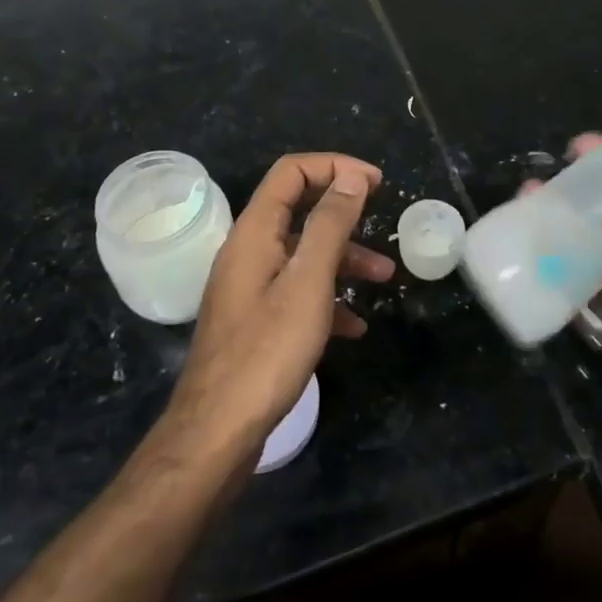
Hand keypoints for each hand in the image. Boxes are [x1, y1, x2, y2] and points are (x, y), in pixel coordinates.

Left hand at [159, 154, 394, 466]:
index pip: (292, 172)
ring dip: (344, 258)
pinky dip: (328, 298)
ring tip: (385, 279)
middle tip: (381, 215)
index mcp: (255, 232)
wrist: (216, 434)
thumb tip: (351, 177)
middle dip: (344, 211)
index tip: (375, 182)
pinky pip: (296, 291)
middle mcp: (248, 251)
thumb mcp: (308, 283)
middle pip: (298, 209)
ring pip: (302, 254)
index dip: (335, 166)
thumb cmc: (267, 352)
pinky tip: (354, 327)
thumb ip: (330, 225)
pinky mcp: (255, 320)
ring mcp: (250, 287)